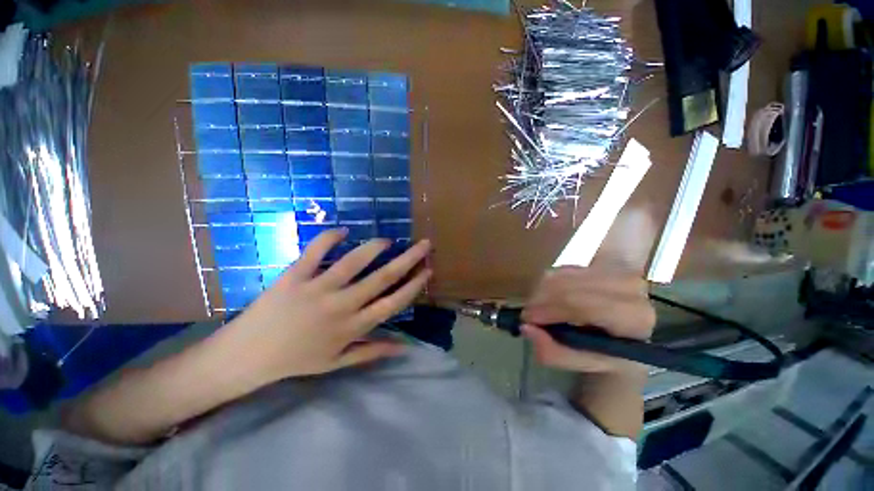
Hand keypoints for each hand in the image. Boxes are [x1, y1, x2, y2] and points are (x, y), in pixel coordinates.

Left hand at [225, 229, 431, 383]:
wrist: (246, 357)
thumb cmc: (296, 360)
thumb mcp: (337, 363)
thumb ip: (371, 352)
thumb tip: (404, 348)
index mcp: (352, 327)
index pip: (393, 303)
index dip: (414, 286)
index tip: (428, 271)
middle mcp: (341, 305)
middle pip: (383, 278)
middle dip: (408, 259)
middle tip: (425, 244)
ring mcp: (317, 289)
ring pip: (354, 262)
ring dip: (375, 247)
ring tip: (388, 240)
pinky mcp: (294, 277)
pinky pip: (315, 252)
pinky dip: (329, 238)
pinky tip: (343, 230)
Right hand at [521, 266, 655, 372]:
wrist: (632, 328)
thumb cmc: (612, 350)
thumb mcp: (587, 362)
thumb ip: (555, 353)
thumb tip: (527, 329)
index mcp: (633, 318)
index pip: (582, 305)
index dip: (550, 311)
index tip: (528, 320)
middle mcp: (629, 288)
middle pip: (568, 288)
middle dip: (540, 301)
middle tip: (529, 316)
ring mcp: (613, 271)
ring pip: (561, 276)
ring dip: (541, 292)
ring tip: (539, 308)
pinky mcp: (602, 262)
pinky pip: (562, 270)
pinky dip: (548, 284)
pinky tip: (551, 297)